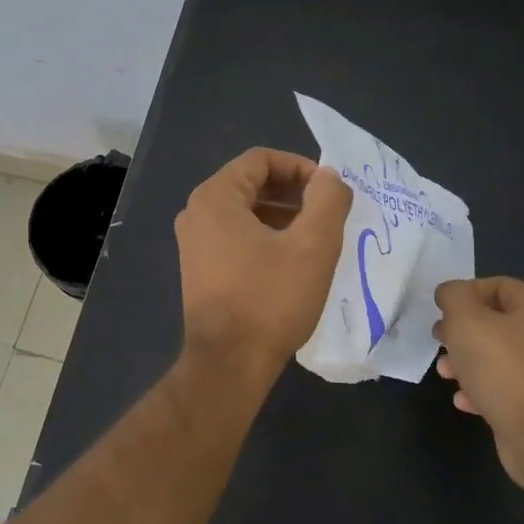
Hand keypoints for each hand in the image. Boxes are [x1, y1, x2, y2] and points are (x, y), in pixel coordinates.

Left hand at [175, 148, 351, 370]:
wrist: (229, 363)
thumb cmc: (270, 299)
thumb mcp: (313, 245)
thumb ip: (328, 200)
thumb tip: (330, 178)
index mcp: (215, 197)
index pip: (260, 160)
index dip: (300, 167)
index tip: (329, 191)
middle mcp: (197, 213)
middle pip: (251, 184)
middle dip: (293, 193)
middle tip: (328, 213)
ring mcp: (194, 243)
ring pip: (245, 213)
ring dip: (282, 217)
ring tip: (316, 238)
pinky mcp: (199, 269)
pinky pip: (236, 237)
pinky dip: (265, 238)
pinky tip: (292, 262)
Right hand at [433, 277, 523, 482]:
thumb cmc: (501, 366)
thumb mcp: (465, 319)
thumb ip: (453, 296)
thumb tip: (450, 293)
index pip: (499, 285)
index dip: (466, 292)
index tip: (442, 310)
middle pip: (496, 322)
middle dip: (461, 330)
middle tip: (439, 340)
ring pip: (497, 357)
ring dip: (466, 362)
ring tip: (445, 373)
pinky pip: (504, 387)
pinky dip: (480, 389)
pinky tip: (463, 400)